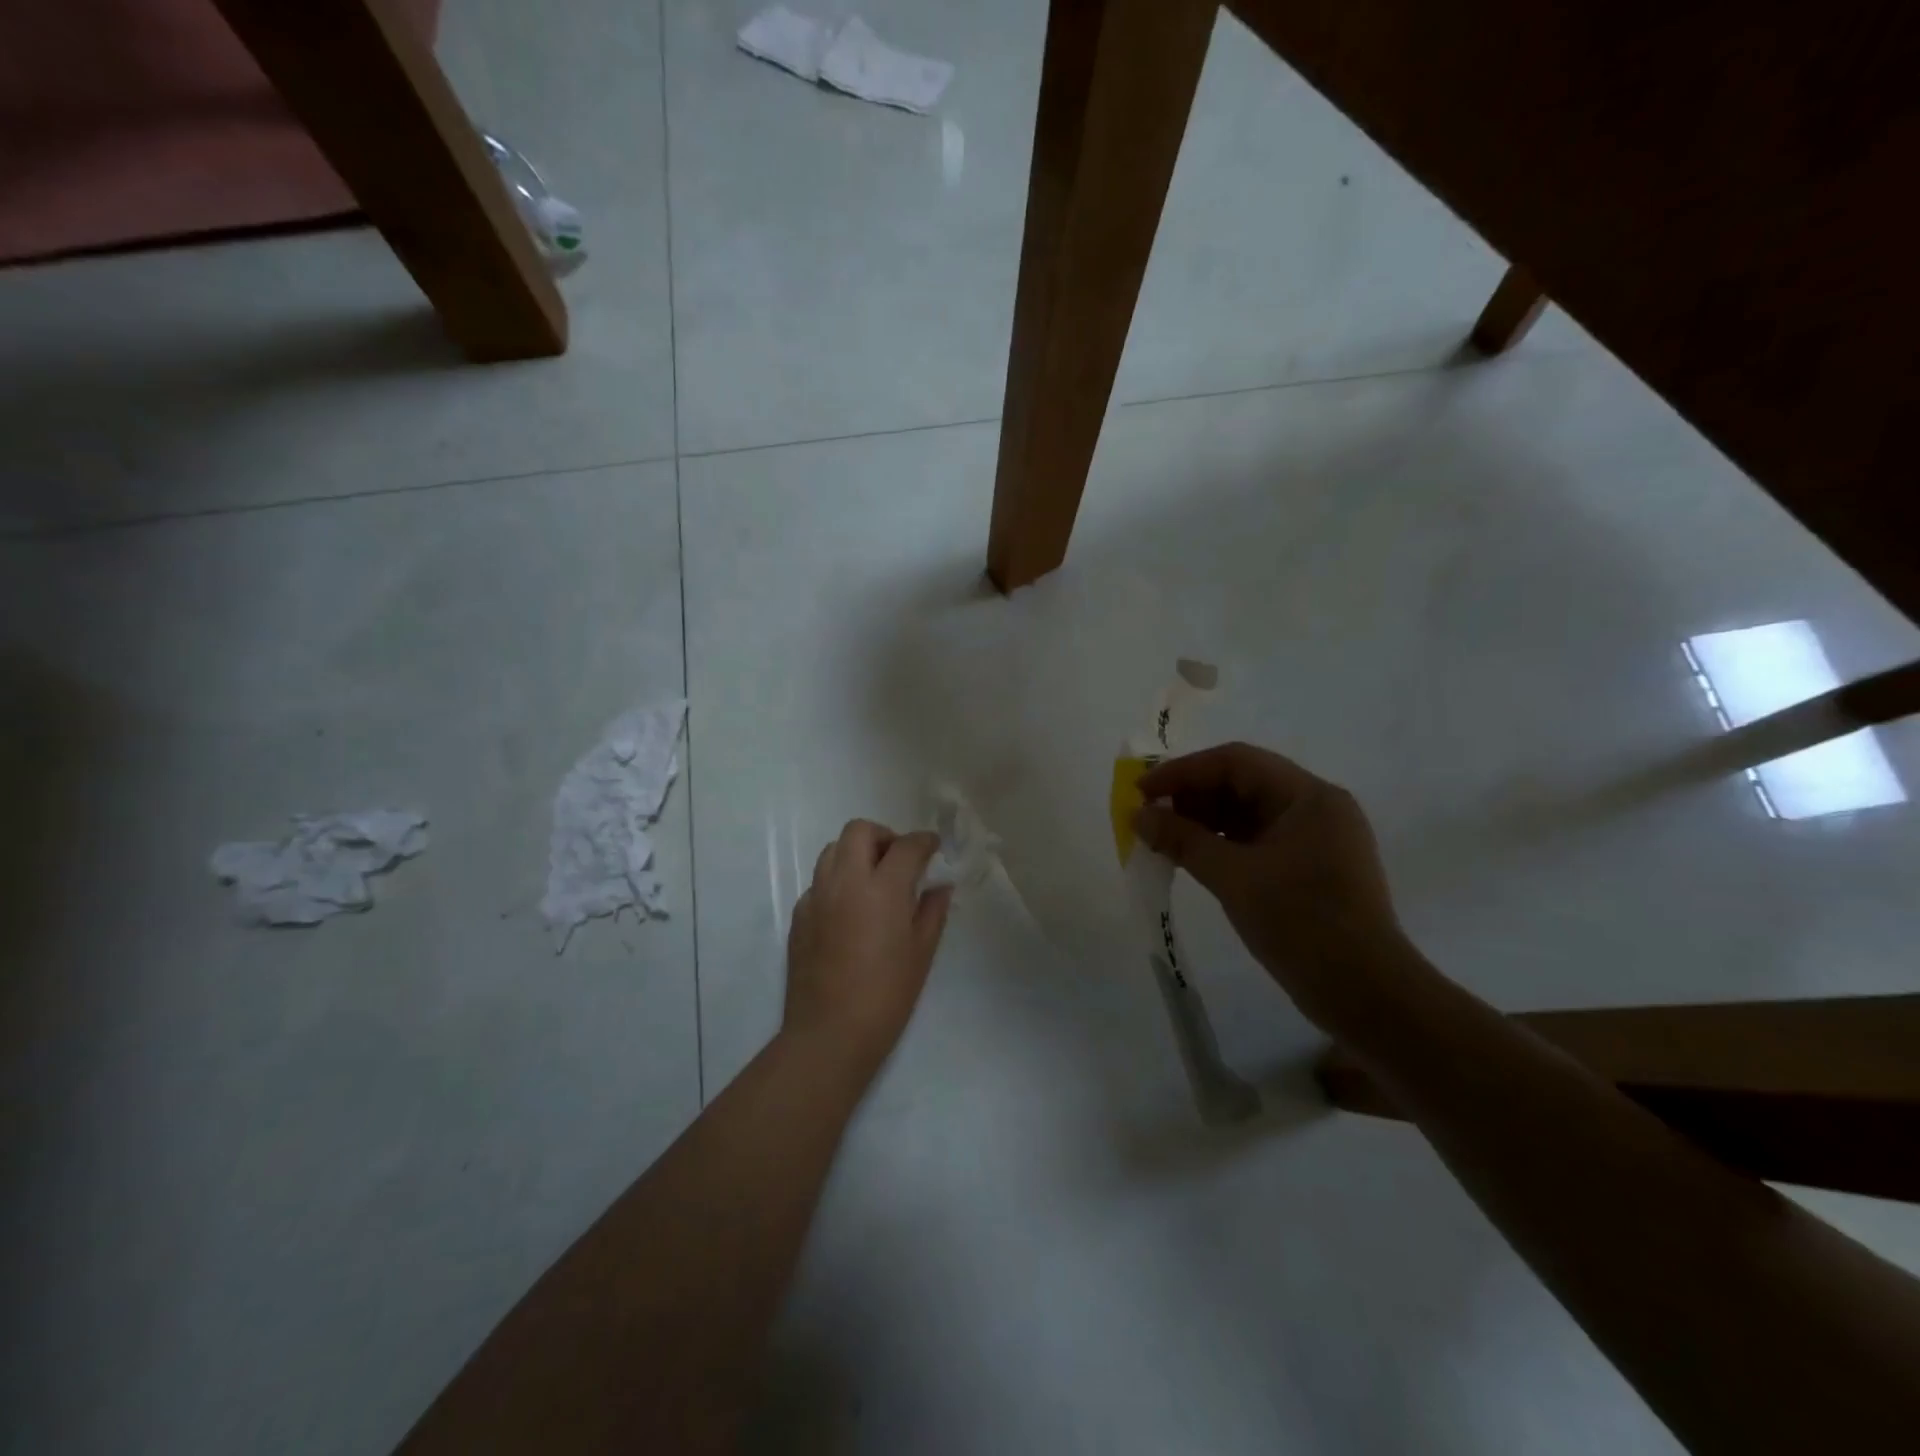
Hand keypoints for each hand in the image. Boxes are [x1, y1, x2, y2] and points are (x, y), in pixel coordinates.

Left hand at [784, 819, 953, 1076]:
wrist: (829, 1034)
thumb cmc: (886, 996)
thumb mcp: (921, 954)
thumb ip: (932, 911)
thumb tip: (939, 886)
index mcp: (882, 889)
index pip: (906, 846)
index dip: (924, 841)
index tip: (933, 847)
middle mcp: (845, 882)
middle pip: (859, 831)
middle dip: (884, 836)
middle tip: (899, 860)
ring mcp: (817, 896)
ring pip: (832, 850)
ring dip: (856, 853)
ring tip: (873, 879)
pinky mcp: (799, 915)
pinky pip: (819, 881)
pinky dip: (837, 881)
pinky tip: (850, 910)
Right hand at [1134, 743, 1419, 1031]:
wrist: (1366, 996)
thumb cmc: (1301, 924)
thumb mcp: (1234, 878)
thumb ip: (1182, 840)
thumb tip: (1138, 815)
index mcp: (1309, 797)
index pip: (1236, 762)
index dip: (1183, 771)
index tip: (1142, 791)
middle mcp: (1317, 808)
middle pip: (1243, 784)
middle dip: (1192, 797)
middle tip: (1148, 817)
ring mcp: (1316, 840)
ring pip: (1248, 814)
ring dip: (1203, 822)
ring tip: (1162, 840)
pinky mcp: (1310, 870)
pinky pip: (1257, 842)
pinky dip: (1222, 845)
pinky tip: (1191, 859)